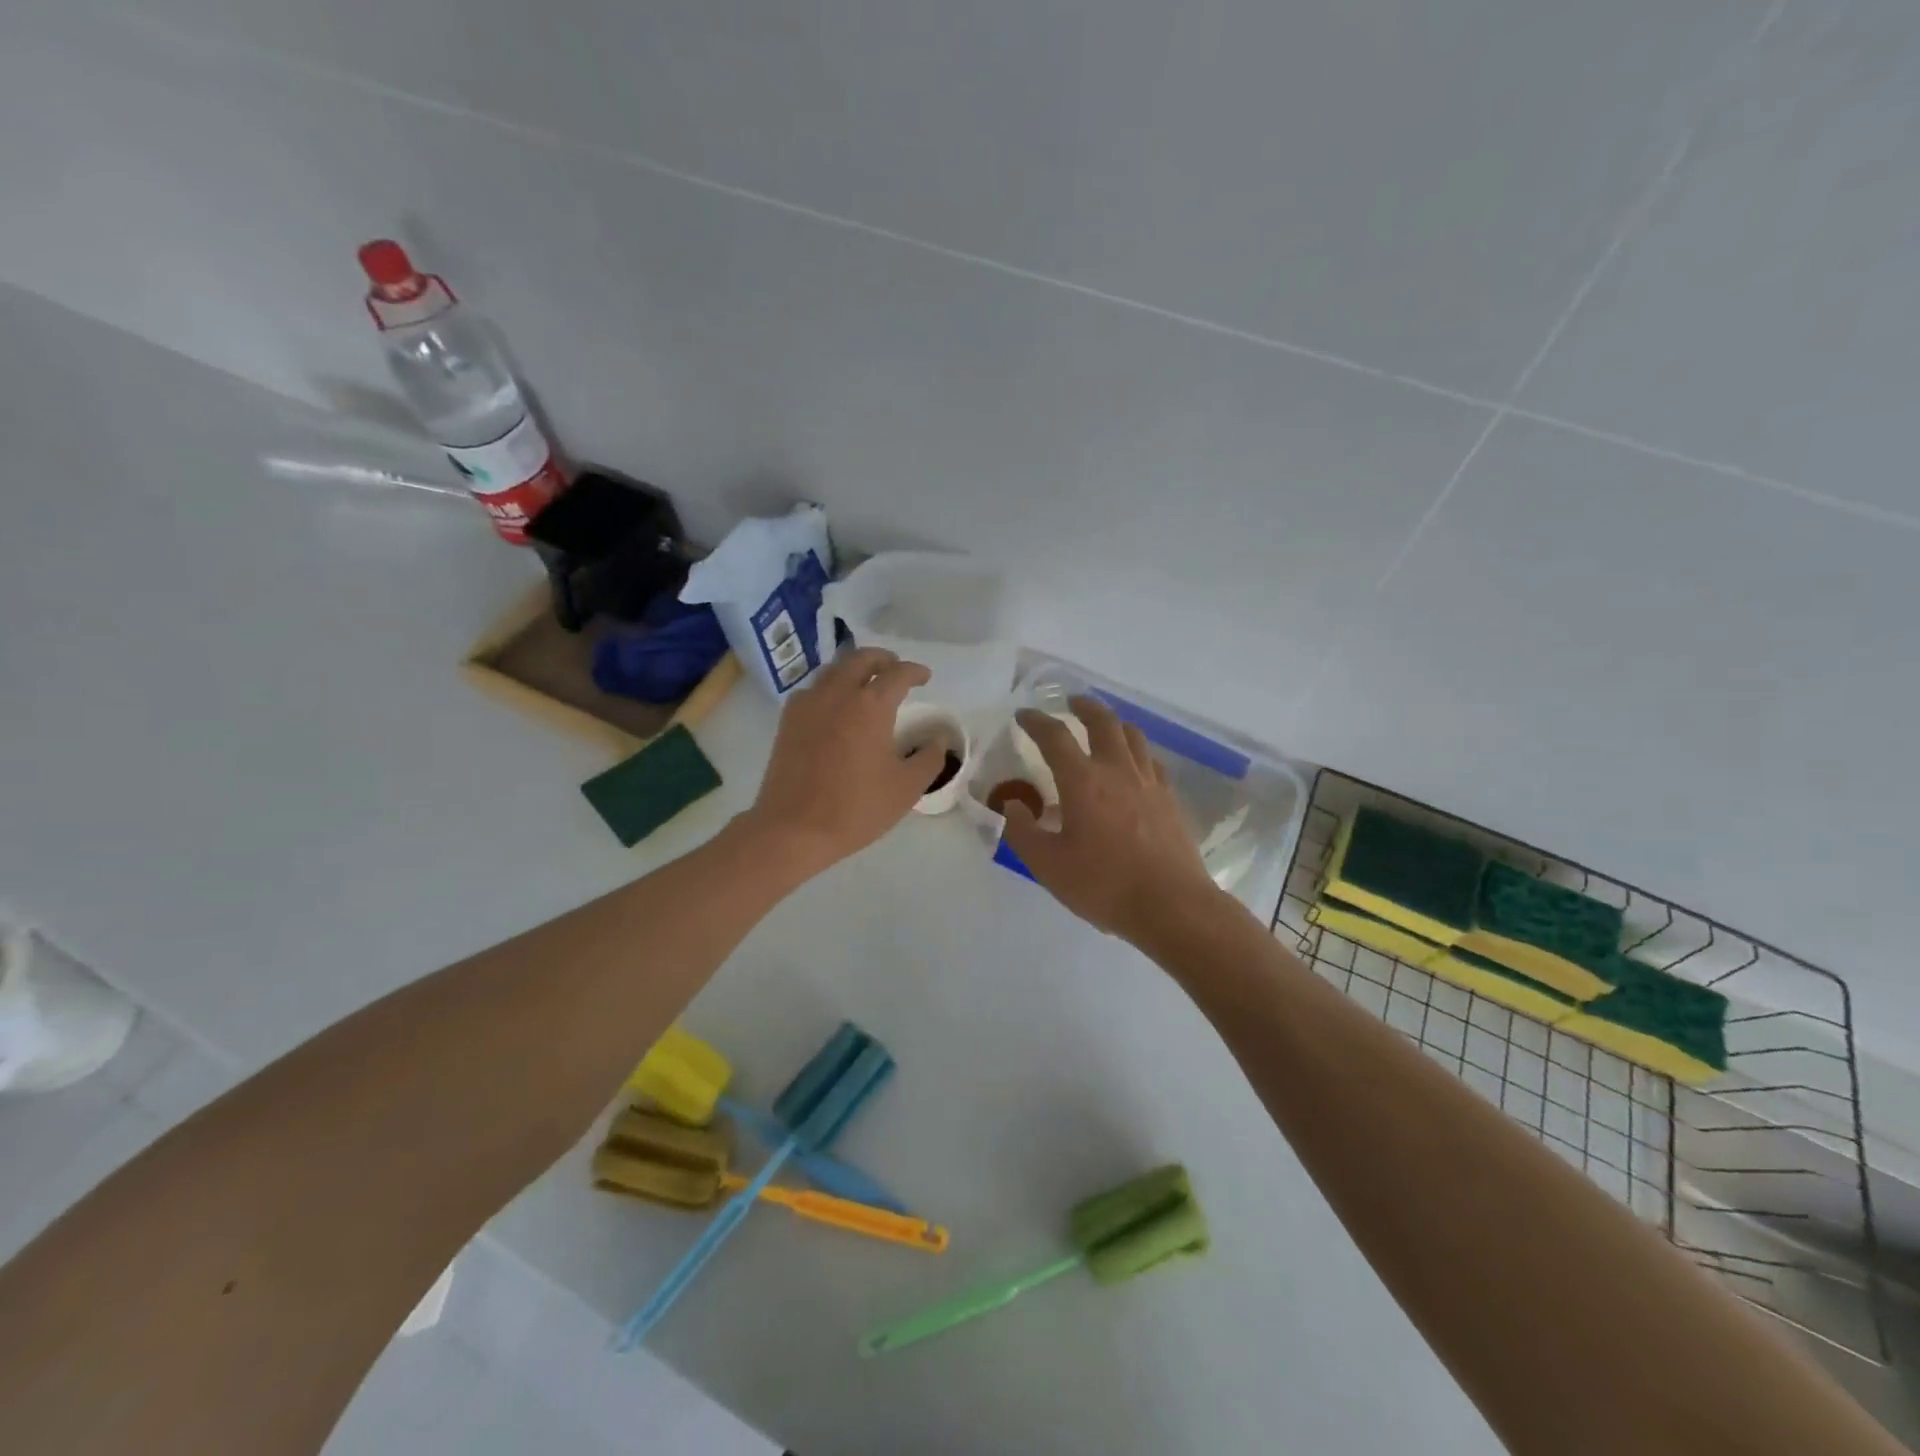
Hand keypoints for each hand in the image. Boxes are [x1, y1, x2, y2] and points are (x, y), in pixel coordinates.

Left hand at [742, 647, 945, 877]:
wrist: (792, 829)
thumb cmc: (855, 809)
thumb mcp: (906, 788)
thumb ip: (929, 759)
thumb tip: (937, 740)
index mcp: (870, 705)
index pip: (898, 673)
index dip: (915, 671)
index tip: (925, 677)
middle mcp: (837, 694)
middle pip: (861, 658)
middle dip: (883, 659)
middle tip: (896, 669)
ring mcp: (808, 704)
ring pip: (834, 670)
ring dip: (855, 669)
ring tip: (867, 683)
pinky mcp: (788, 720)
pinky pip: (813, 689)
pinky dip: (831, 687)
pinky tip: (836, 706)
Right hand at [1001, 696, 1221, 943]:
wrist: (1171, 905)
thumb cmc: (1103, 885)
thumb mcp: (1048, 865)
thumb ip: (1023, 831)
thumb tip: (1011, 804)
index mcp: (1083, 781)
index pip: (1055, 737)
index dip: (1036, 722)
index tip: (1024, 716)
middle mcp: (1117, 770)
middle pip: (1102, 721)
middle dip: (1083, 707)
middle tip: (1070, 703)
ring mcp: (1149, 782)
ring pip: (1132, 736)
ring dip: (1113, 723)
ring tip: (1102, 726)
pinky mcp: (1169, 799)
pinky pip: (1151, 761)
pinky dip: (1136, 752)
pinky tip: (1133, 766)